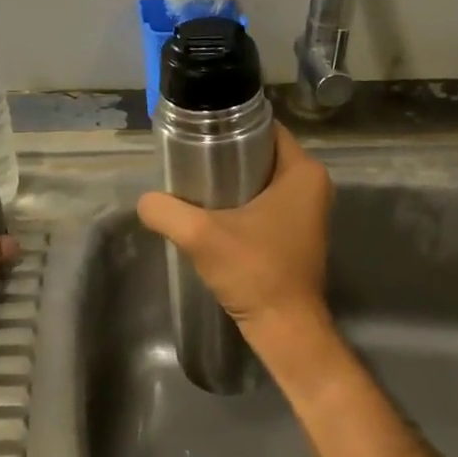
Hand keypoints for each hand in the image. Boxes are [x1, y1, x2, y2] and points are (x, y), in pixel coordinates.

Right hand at [137, 125, 334, 354]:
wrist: (284, 328)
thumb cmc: (254, 272)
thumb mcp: (200, 235)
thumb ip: (166, 210)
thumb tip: (145, 200)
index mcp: (303, 172)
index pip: (263, 129)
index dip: (229, 128)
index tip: (197, 136)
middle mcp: (312, 185)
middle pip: (260, 154)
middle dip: (226, 155)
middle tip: (189, 163)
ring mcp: (307, 210)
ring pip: (262, 179)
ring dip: (231, 181)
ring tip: (194, 186)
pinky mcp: (297, 232)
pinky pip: (266, 202)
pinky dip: (242, 202)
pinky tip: (212, 213)